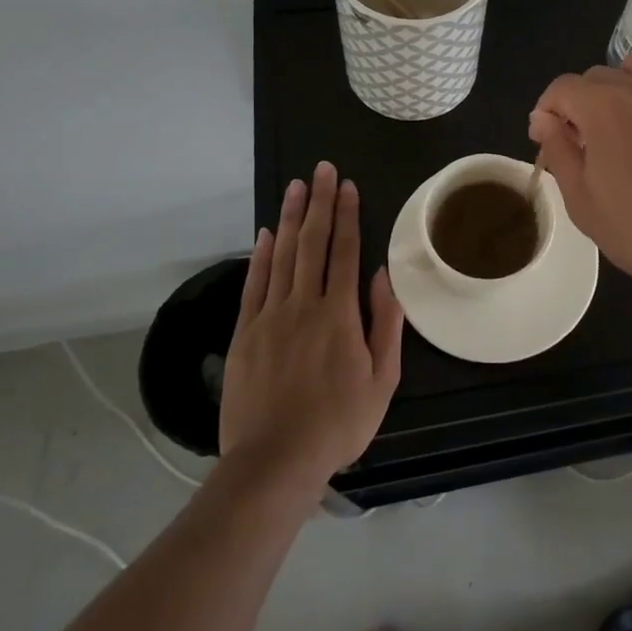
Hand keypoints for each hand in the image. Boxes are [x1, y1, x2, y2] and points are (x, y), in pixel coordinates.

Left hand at [219, 163, 404, 486]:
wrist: (274, 461)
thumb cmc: (338, 423)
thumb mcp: (381, 380)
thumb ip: (386, 325)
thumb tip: (384, 276)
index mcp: (339, 315)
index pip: (344, 252)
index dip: (347, 216)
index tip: (348, 186)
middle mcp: (304, 305)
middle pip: (312, 243)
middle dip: (319, 203)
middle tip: (322, 169)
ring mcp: (270, 317)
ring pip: (281, 256)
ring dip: (289, 218)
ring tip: (295, 187)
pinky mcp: (245, 334)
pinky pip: (254, 285)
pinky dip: (260, 256)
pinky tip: (265, 234)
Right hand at [528, 53, 631, 306]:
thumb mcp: (584, 202)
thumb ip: (559, 152)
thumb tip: (543, 120)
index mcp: (604, 106)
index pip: (562, 87)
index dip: (547, 111)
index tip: (549, 142)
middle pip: (599, 76)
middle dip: (581, 103)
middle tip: (584, 146)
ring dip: (621, 94)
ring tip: (623, 135)